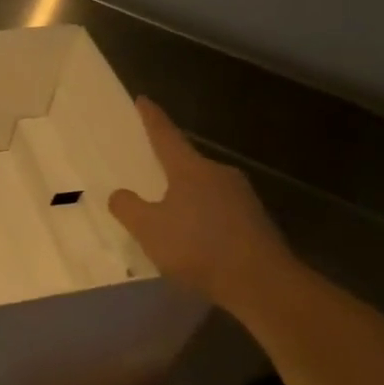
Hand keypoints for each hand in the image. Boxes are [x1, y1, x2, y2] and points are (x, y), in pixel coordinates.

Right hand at [108, 97, 292, 306]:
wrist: (264, 285)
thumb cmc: (199, 247)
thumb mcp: (149, 229)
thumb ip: (128, 208)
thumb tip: (119, 194)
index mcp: (190, 168)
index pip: (165, 135)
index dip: (151, 118)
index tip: (143, 100)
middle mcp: (219, 174)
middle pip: (188, 163)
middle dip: (170, 167)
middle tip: (151, 172)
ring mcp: (243, 198)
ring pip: (206, 189)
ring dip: (188, 198)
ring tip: (171, 216)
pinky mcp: (257, 223)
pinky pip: (221, 212)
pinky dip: (206, 220)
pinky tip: (197, 242)